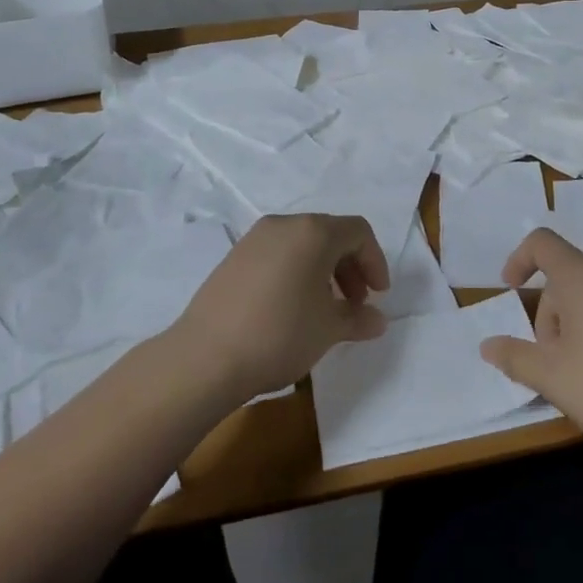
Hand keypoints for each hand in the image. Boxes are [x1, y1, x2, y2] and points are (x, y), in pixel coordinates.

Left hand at [172, 213, 389, 403]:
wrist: (205, 357)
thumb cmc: (279, 334)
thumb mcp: (328, 329)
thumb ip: (358, 319)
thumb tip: (377, 320)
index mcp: (313, 231)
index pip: (358, 231)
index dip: (375, 261)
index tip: (378, 296)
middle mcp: (285, 224)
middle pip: (330, 234)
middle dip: (350, 267)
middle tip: (355, 304)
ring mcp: (255, 239)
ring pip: (302, 244)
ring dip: (323, 271)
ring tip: (324, 310)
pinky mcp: (234, 257)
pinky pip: (278, 254)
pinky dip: (295, 272)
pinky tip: (291, 308)